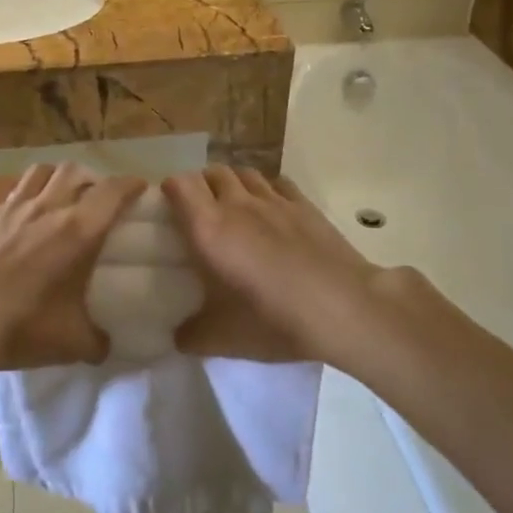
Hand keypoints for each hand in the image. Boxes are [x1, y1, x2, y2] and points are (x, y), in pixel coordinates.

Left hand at [0, 164, 141, 372]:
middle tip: (96, 198)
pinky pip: (4, 182)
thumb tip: (106, 344)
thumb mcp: (71, 343)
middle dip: (92, 179)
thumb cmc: (20, 326)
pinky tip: (17, 199)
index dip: (130, 185)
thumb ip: (98, 341)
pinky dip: (17, 185)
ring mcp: (11, 203)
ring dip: (56, 177)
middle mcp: (48, 206)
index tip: (139, 189)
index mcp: (78, 231)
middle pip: (76, 170)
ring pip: (41, 170)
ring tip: (58, 194)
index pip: (113, 192)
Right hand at [161, 167, 402, 365]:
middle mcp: (237, 204)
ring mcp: (274, 200)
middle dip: (201, 185)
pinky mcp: (304, 205)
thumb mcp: (222, 339)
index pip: (179, 184)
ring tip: (234, 207)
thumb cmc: (273, 320)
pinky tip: (272, 210)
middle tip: (201, 212)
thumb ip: (191, 334)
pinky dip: (267, 190)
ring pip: (244, 172)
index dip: (170, 190)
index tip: (169, 208)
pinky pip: (277, 183)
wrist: (343, 308)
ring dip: (233, 183)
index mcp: (208, 228)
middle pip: (211, 172)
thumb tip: (178, 335)